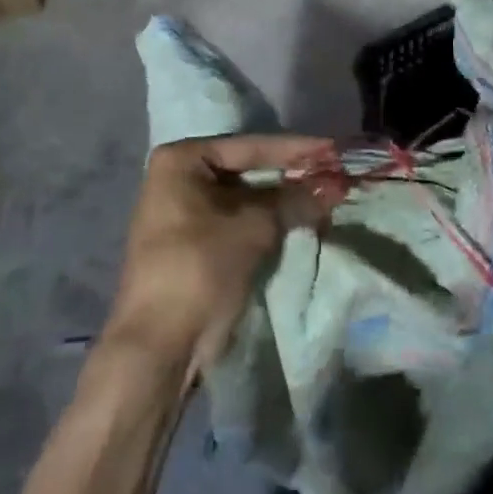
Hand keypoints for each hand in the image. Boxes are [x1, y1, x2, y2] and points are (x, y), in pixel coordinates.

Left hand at [106, 134, 333, 374]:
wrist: (158, 346)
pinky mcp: (191, 245)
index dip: (296, 149)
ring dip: (282, 202)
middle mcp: (177, 178)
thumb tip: (333, 185)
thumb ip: (294, 200)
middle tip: (333, 175)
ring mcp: (182, 213)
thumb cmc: (200, 268)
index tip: (334, 149)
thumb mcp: (253, 228)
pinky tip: (299, 222)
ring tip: (325, 198)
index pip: (250, 147)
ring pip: (244, 199)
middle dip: (291, 177)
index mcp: (181, 160)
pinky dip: (266, 223)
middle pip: (246, 171)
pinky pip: (236, 223)